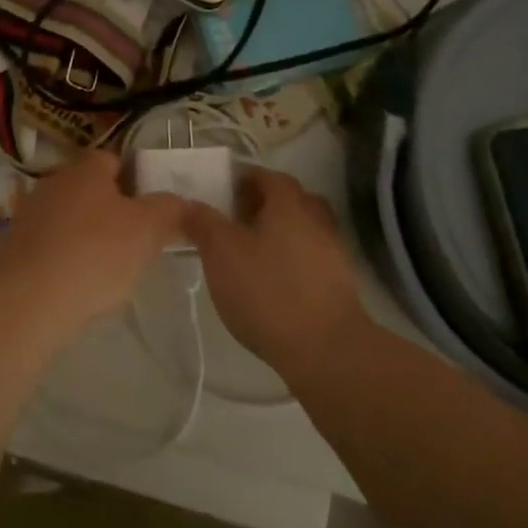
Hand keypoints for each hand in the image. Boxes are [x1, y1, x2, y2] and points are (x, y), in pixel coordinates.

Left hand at [0, 151, 183, 334]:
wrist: (28, 299)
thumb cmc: (95, 254)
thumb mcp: (148, 229)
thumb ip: (168, 209)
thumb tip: (177, 201)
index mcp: (86, 168)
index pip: (115, 160)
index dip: (136, 181)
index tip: (151, 211)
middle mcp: (54, 181)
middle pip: (92, 190)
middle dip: (113, 212)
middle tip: (136, 243)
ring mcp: (30, 213)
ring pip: (71, 218)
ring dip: (88, 237)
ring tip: (110, 271)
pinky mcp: (15, 246)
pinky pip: (51, 245)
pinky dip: (66, 259)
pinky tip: (78, 285)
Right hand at [180, 167, 369, 377]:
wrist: (326, 350)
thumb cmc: (268, 291)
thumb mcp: (221, 253)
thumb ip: (203, 223)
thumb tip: (188, 204)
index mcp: (289, 204)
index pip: (269, 177)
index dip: (245, 180)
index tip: (223, 193)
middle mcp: (316, 221)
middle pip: (292, 200)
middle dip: (265, 205)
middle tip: (237, 221)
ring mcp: (333, 254)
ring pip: (304, 230)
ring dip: (281, 234)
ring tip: (252, 254)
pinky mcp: (340, 287)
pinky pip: (312, 259)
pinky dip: (293, 262)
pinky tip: (273, 283)